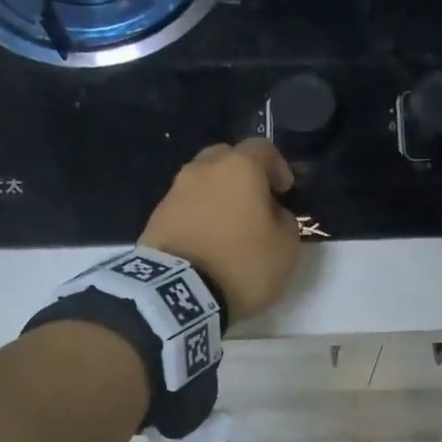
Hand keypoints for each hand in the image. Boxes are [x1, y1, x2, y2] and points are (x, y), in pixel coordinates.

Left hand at [140, 139, 300, 321]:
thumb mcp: (286, 248)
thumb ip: (285, 220)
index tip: (285, 193)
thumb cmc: (242, 264)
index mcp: (239, 168)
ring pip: (202, 181)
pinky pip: (185, 206)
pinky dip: (199, 216)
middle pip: (226, 157)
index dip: (278, 167)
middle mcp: (203, 169)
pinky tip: (208, 242)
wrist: (178, 293)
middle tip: (255, 203)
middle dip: (243, 175)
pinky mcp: (155, 217)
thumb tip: (273, 213)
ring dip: (218, 196)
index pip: (263, 148)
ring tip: (230, 227)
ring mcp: (175, 191)